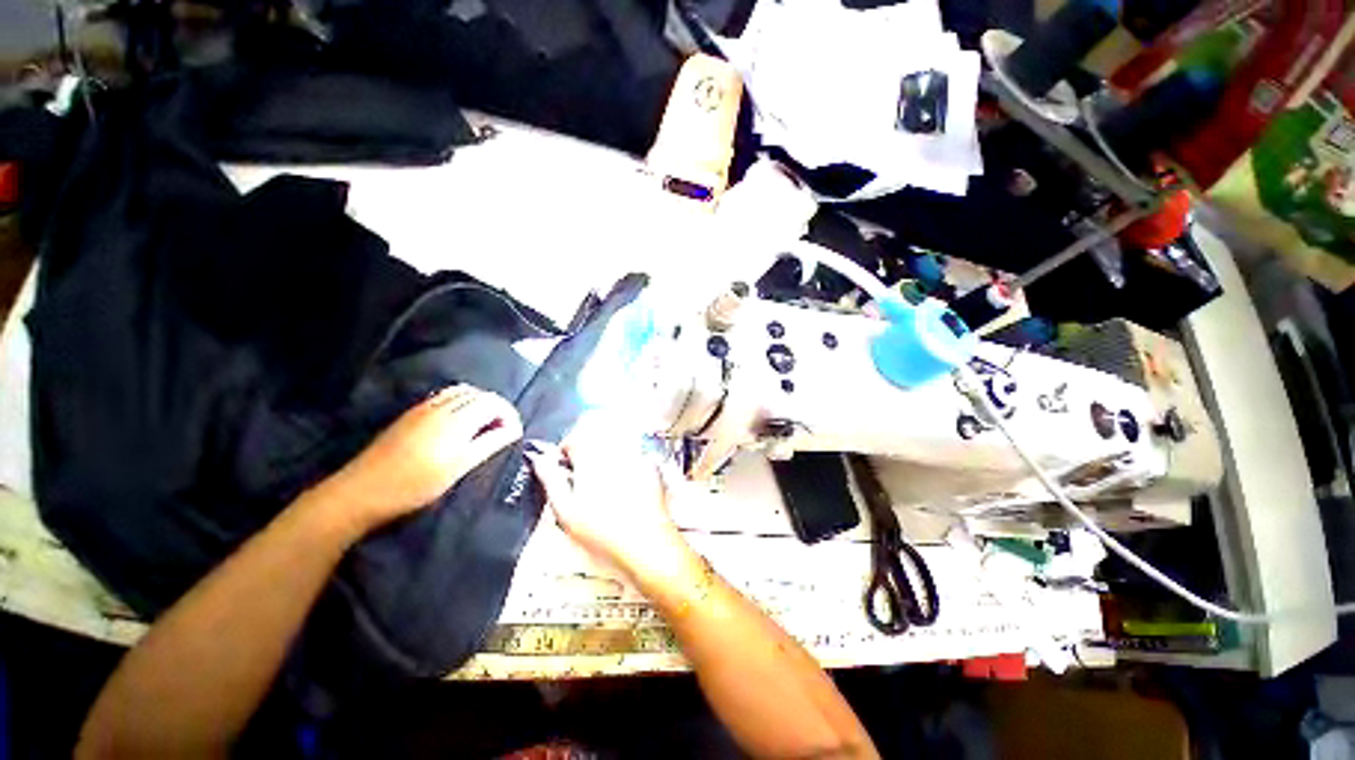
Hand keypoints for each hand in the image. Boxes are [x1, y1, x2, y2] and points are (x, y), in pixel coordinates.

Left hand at [320, 385, 522, 533]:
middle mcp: (442, 406)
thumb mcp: (460, 467)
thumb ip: (490, 443)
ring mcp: (424, 408)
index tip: (514, 432)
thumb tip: (514, 429)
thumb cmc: (416, 484)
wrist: (361, 491)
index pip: (493, 402)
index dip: (509, 413)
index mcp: (457, 419)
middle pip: (480, 394)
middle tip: (503, 430)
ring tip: (484, 425)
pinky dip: (462, 402)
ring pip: (462, 392)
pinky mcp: (411, 414)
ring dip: (479, 403)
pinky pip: (445, 397)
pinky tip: (459, 422)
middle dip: (497, 408)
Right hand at [524, 415, 686, 582]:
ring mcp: (637, 456)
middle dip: (585, 451)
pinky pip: (634, 454)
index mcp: (591, 456)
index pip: (574, 437)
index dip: (565, 451)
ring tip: (602, 483)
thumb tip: (538, 457)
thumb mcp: (566, 510)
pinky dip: (625, 463)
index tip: (564, 469)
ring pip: (615, 443)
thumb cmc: (602, 532)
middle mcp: (615, 449)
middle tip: (582, 477)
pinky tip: (624, 487)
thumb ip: (551, 479)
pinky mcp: (652, 466)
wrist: (647, 544)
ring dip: (604, 455)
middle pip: (595, 435)